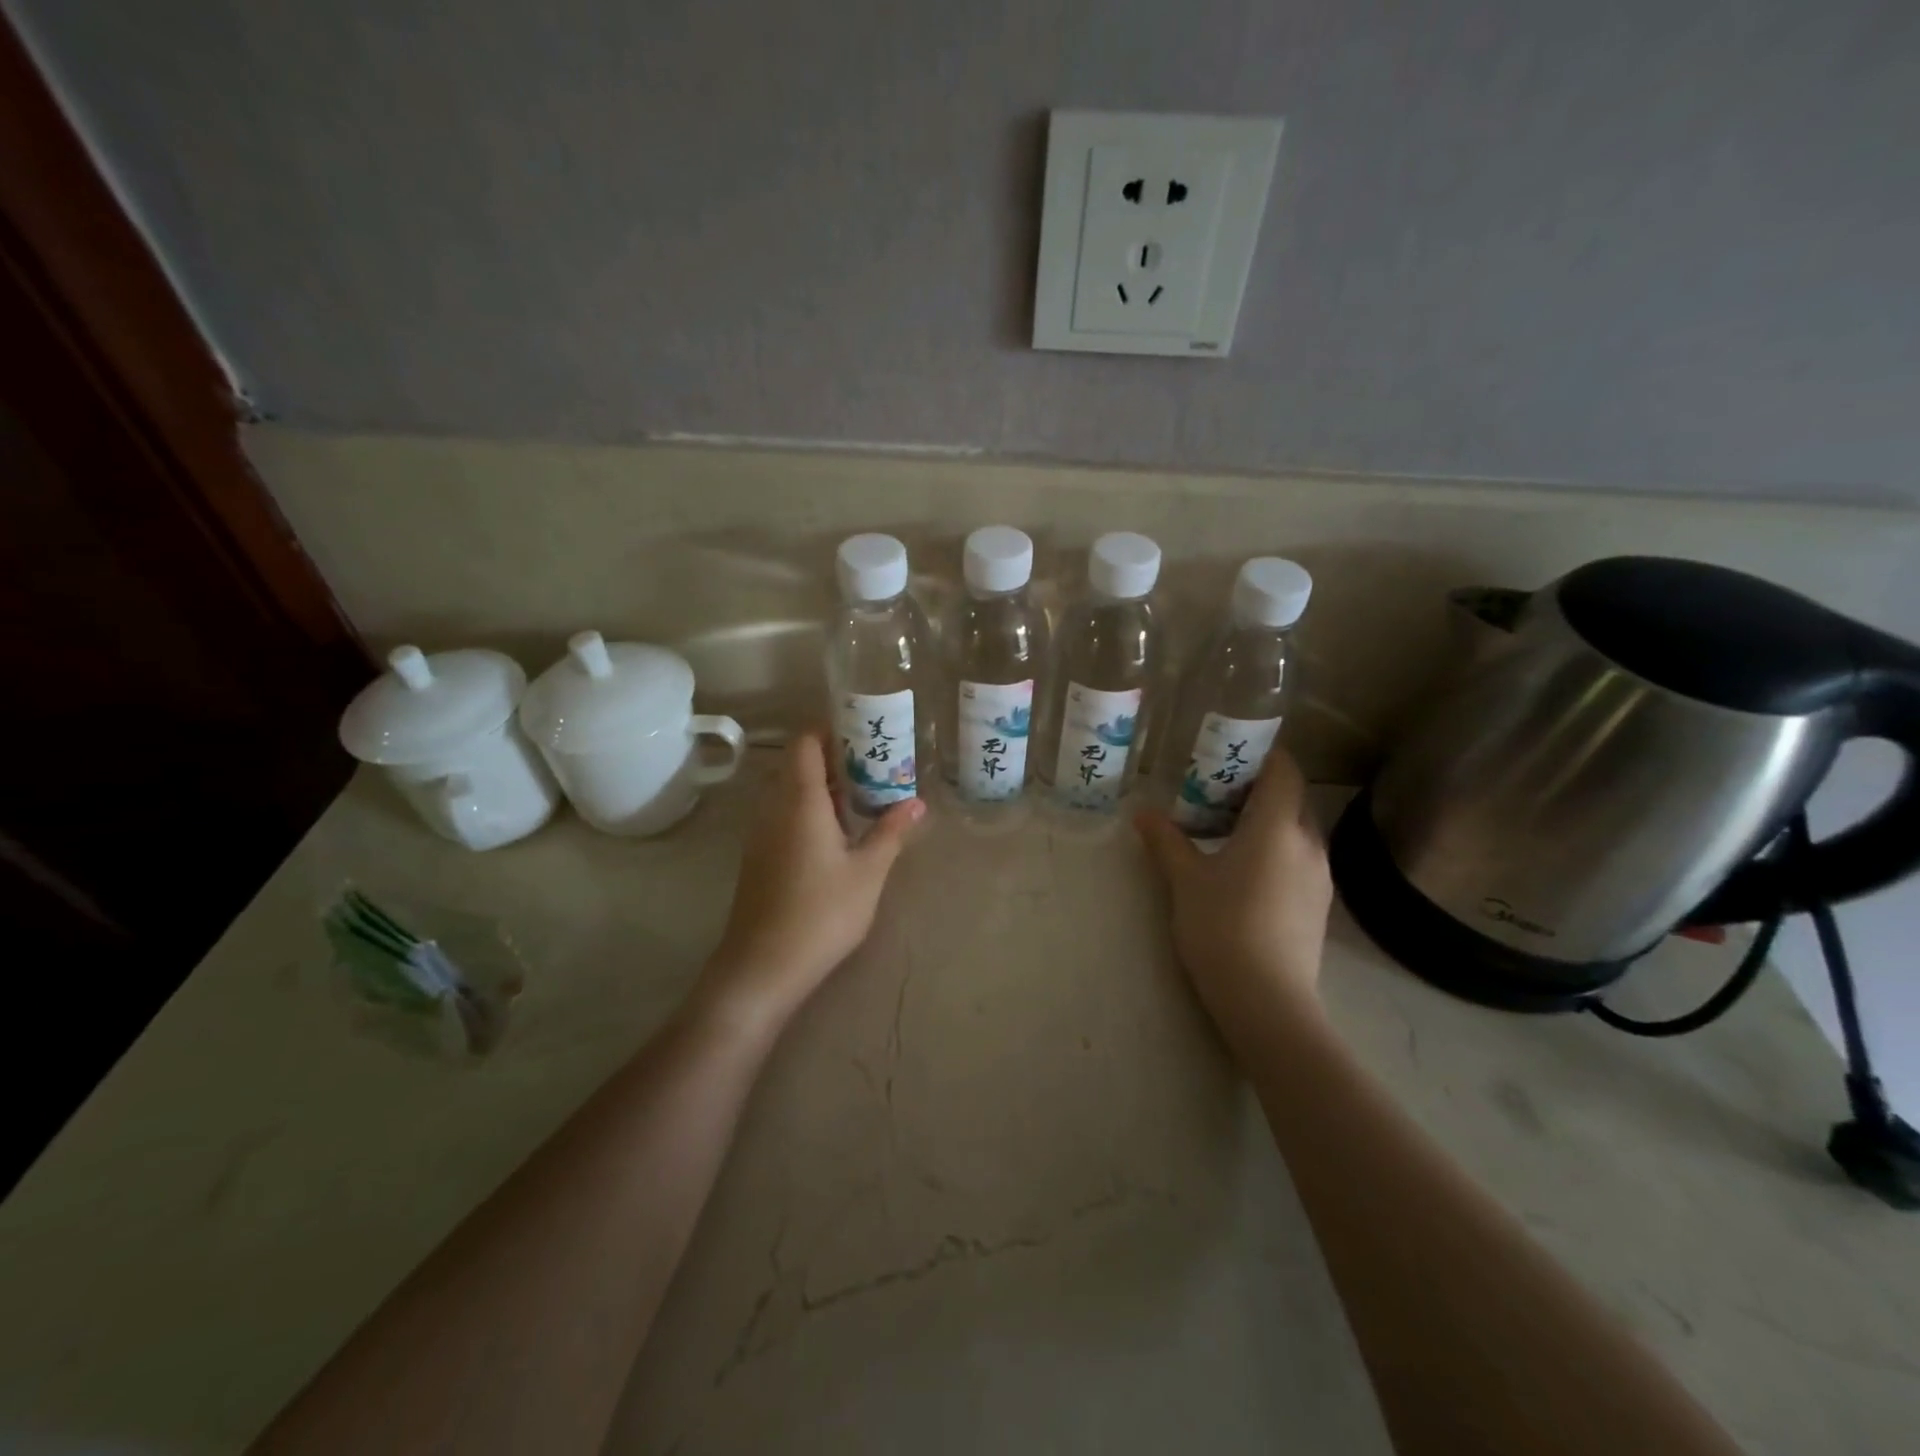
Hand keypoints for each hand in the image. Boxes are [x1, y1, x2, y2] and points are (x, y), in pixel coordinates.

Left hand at [697, 732, 923, 1034]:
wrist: (762, 967)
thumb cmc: (821, 913)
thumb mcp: (868, 872)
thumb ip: (891, 832)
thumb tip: (916, 802)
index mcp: (799, 801)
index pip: (806, 742)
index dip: (831, 730)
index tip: (865, 733)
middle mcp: (774, 808)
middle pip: (799, 764)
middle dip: (835, 758)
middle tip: (876, 765)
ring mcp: (761, 833)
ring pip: (790, 791)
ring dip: (823, 786)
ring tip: (863, 796)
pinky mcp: (759, 856)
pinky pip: (784, 814)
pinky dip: (810, 809)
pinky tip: (838, 833)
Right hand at [1134, 748, 1332, 1052]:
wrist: (1267, 999)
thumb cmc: (1222, 926)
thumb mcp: (1185, 880)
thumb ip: (1165, 841)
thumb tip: (1142, 813)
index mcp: (1277, 826)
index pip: (1284, 770)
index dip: (1262, 754)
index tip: (1229, 753)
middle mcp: (1308, 842)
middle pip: (1291, 798)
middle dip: (1258, 788)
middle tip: (1216, 792)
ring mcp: (1320, 876)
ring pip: (1297, 830)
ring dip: (1267, 821)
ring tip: (1226, 831)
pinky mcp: (1319, 905)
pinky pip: (1300, 858)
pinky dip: (1276, 850)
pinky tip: (1245, 872)